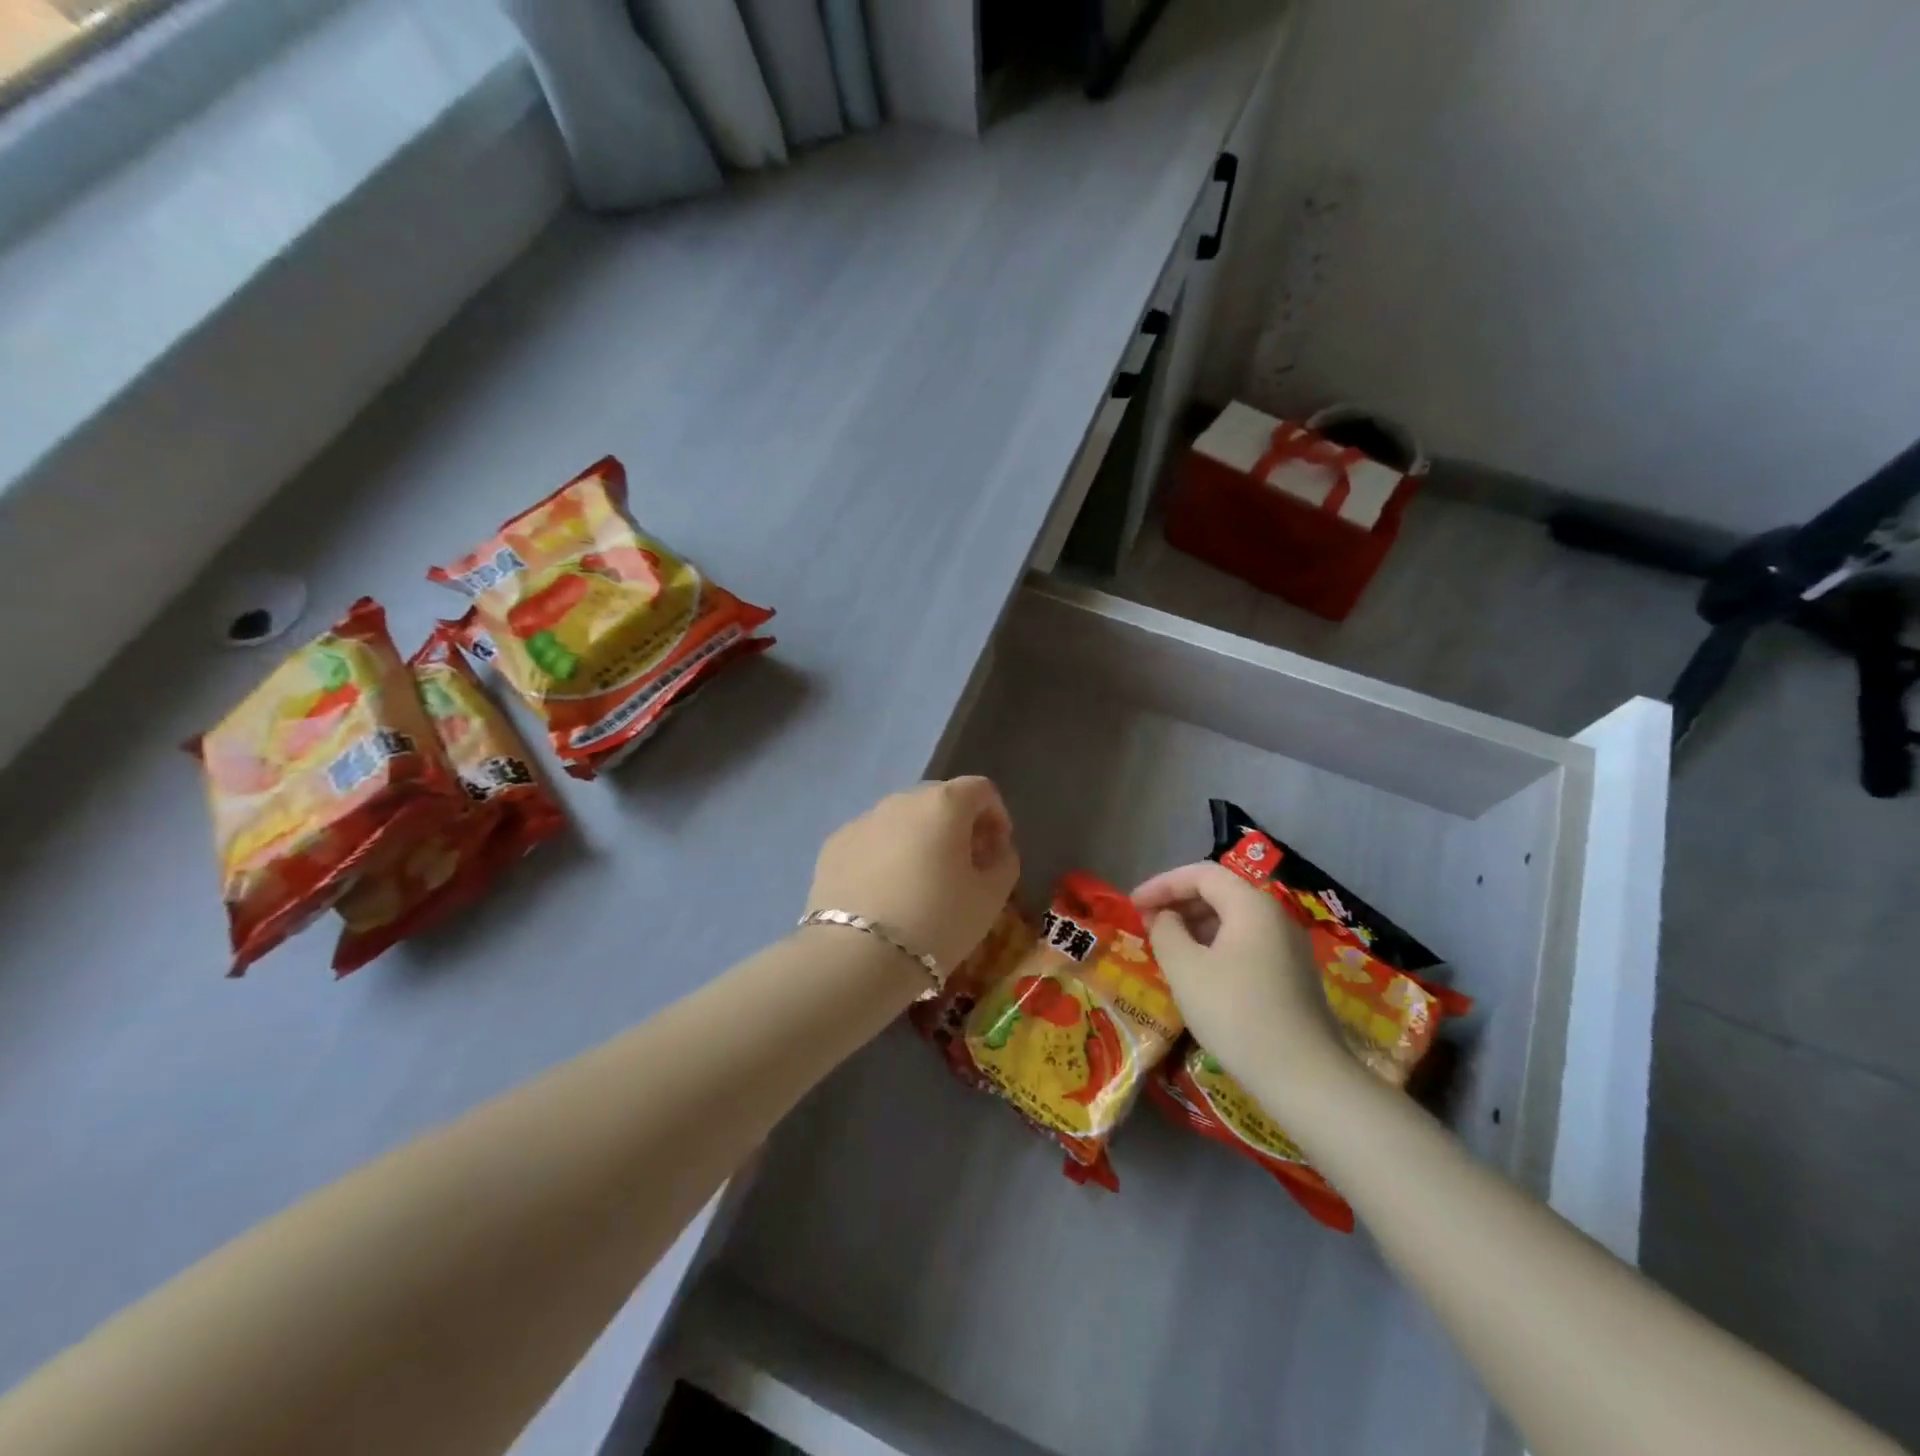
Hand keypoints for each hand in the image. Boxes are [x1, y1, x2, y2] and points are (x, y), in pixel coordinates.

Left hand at [807, 777, 1019, 974]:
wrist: (856, 957)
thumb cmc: (937, 922)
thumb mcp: (991, 898)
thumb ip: (1004, 862)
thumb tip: (996, 849)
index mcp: (944, 804)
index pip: (980, 790)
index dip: (996, 817)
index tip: (996, 852)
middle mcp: (901, 800)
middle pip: (939, 800)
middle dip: (957, 826)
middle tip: (962, 867)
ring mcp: (862, 820)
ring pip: (902, 820)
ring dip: (919, 839)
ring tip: (920, 884)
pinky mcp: (834, 845)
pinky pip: (871, 840)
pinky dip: (885, 856)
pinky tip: (885, 894)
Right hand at [1134, 861, 1350, 1108]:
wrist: (1304, 1078)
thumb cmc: (1236, 1013)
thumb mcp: (1185, 969)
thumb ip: (1166, 931)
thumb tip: (1165, 917)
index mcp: (1251, 905)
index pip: (1201, 874)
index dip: (1162, 884)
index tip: (1132, 904)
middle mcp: (1276, 916)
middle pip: (1220, 892)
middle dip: (1178, 903)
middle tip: (1146, 924)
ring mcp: (1290, 947)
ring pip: (1234, 920)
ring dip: (1196, 926)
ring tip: (1167, 948)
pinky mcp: (1294, 976)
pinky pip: (1247, 944)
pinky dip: (1216, 946)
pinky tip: (1199, 973)